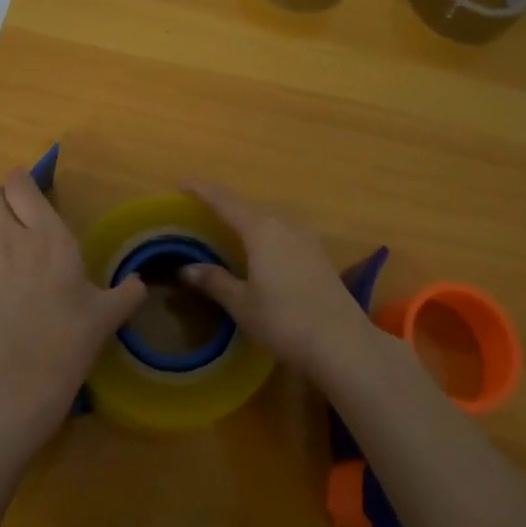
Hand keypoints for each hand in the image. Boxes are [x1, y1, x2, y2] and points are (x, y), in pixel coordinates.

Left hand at [0, 168, 145, 440]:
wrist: (16, 388)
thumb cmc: (69, 341)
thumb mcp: (107, 316)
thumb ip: (127, 293)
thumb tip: (141, 283)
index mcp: (46, 237)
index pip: (21, 187)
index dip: (22, 179)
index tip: (30, 182)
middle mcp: (9, 243)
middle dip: (2, 198)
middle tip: (16, 208)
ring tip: (3, 246)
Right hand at [180, 181, 380, 384]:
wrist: (342, 342)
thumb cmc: (284, 320)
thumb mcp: (242, 303)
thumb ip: (215, 281)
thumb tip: (186, 269)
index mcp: (260, 229)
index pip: (225, 202)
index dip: (202, 191)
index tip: (183, 184)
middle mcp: (284, 224)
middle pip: (248, 207)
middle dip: (224, 206)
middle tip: (202, 212)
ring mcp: (305, 238)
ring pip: (269, 220)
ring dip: (247, 221)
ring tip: (228, 230)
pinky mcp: (318, 254)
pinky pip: (283, 234)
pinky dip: (265, 235)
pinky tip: (260, 251)